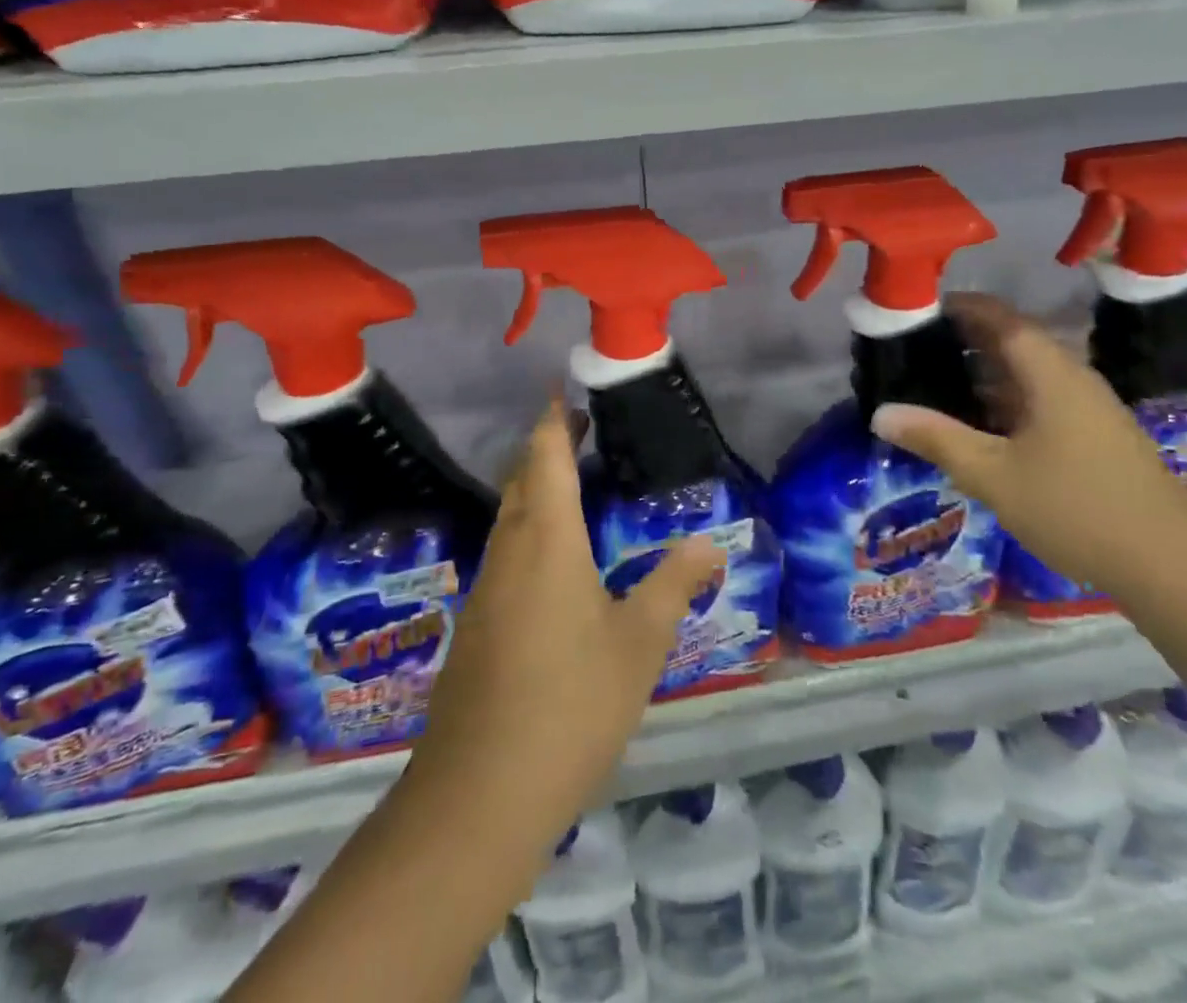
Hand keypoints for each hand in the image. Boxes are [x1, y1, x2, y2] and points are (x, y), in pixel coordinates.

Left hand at [399, 398, 723, 868]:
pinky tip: (553, 561)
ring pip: (508, 519)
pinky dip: (528, 531)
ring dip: (535, 490)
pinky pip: (504, 555)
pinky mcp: (476, 627)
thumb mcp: (639, 643)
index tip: (564, 390)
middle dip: (546, 448)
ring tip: (572, 483)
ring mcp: (486, 591)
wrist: (477, 796)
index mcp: (547, 542)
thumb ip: (674, 584)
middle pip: (520, 481)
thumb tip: (711, 542)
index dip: (554, 420)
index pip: (545, 459)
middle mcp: (509, 554)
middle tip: (580, 430)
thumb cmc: (570, 703)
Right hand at [869, 293, 1186, 599]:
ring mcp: (1090, 408)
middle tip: (919, 347)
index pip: (1001, 318)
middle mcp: (1073, 378)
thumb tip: (880, 414)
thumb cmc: (1075, 507)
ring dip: (988, 372)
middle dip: (968, 339)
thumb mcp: (993, 474)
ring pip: (1030, 374)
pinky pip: (1044, 399)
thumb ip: (937, 439)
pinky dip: (1008, 398)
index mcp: (1050, 373)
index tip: (922, 307)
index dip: (962, 307)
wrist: (1170, 565)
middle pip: (1016, 342)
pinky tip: (985, 424)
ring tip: (941, 381)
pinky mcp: (1098, 435)